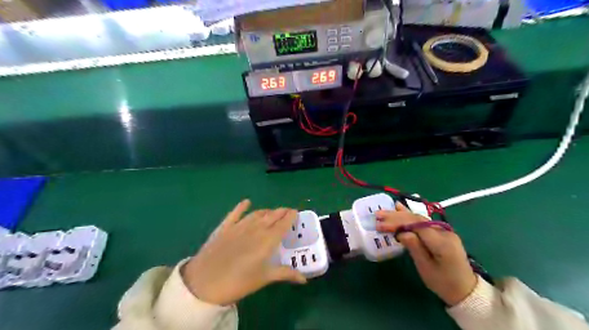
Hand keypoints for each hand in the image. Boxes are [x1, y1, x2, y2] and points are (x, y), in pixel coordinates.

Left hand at [182, 200, 305, 304]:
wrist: (204, 282)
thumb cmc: (238, 282)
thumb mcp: (264, 278)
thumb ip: (285, 274)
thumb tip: (304, 279)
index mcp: (268, 240)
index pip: (283, 223)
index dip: (291, 216)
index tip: (296, 212)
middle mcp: (256, 228)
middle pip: (272, 215)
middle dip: (282, 212)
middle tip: (288, 211)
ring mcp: (239, 225)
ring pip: (257, 213)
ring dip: (267, 211)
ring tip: (272, 212)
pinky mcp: (225, 226)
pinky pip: (235, 213)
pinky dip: (242, 206)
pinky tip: (246, 202)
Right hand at [378, 204, 477, 305]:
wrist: (465, 290)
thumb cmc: (443, 283)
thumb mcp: (426, 268)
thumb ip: (415, 247)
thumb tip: (400, 233)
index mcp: (442, 242)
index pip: (416, 226)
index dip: (397, 223)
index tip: (380, 225)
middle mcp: (443, 231)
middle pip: (416, 219)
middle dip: (396, 217)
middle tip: (377, 216)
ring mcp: (443, 230)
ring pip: (418, 218)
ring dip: (399, 214)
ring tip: (383, 211)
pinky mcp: (440, 232)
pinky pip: (422, 221)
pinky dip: (409, 215)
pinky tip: (399, 207)